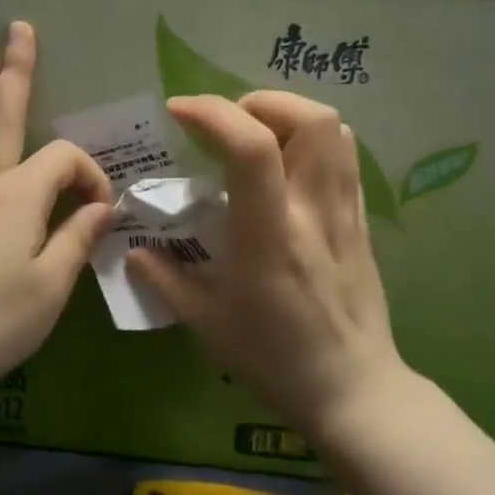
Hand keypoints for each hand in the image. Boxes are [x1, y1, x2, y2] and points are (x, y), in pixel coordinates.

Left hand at [0, 21, 114, 402]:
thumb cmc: (1, 318)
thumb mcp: (55, 282)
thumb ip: (80, 237)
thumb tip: (103, 206)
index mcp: (19, 195)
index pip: (64, 159)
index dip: (89, 175)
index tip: (101, 213)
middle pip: (2, 118)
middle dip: (14, 73)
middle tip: (17, 30)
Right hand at [126, 91, 419, 435]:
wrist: (353, 392)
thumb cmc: (274, 360)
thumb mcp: (207, 325)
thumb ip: (166, 280)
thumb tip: (133, 251)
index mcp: (269, 237)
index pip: (253, 149)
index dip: (213, 114)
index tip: (179, 111)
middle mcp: (313, 213)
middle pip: (311, 120)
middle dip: (261, 102)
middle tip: (226, 122)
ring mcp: (345, 214)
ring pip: (336, 131)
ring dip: (290, 115)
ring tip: (256, 134)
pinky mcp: (361, 222)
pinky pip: (345, 159)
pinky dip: (313, 140)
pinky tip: (285, 166)